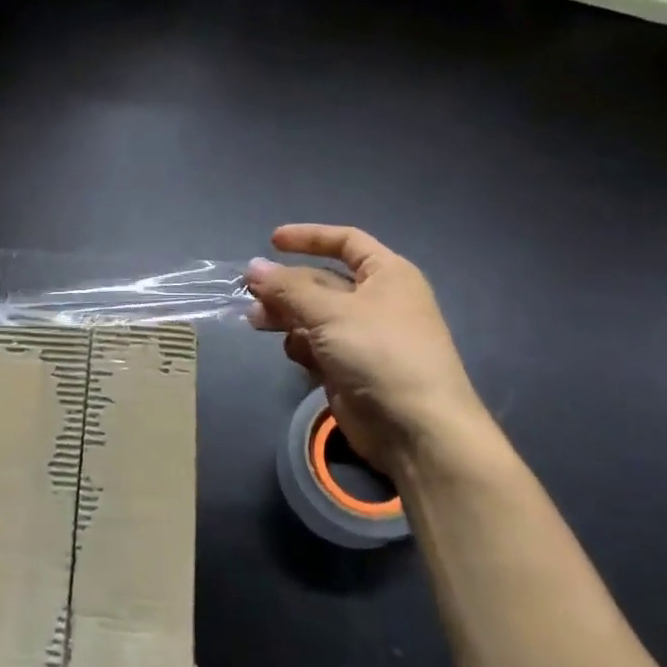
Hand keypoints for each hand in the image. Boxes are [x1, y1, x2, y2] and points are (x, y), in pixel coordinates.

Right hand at [247, 225, 495, 482]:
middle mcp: (377, 301)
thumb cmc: (379, 352)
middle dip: (286, 287)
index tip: (272, 242)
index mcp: (387, 274)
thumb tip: (253, 267)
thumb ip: (287, 288)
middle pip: (321, 281)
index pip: (346, 241)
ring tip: (256, 322)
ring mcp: (363, 337)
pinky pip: (317, 345)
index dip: (309, 237)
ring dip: (286, 316)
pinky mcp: (350, 368)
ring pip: (314, 315)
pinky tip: (295, 354)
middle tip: (250, 294)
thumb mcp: (330, 312)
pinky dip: (302, 346)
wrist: (416, 429)